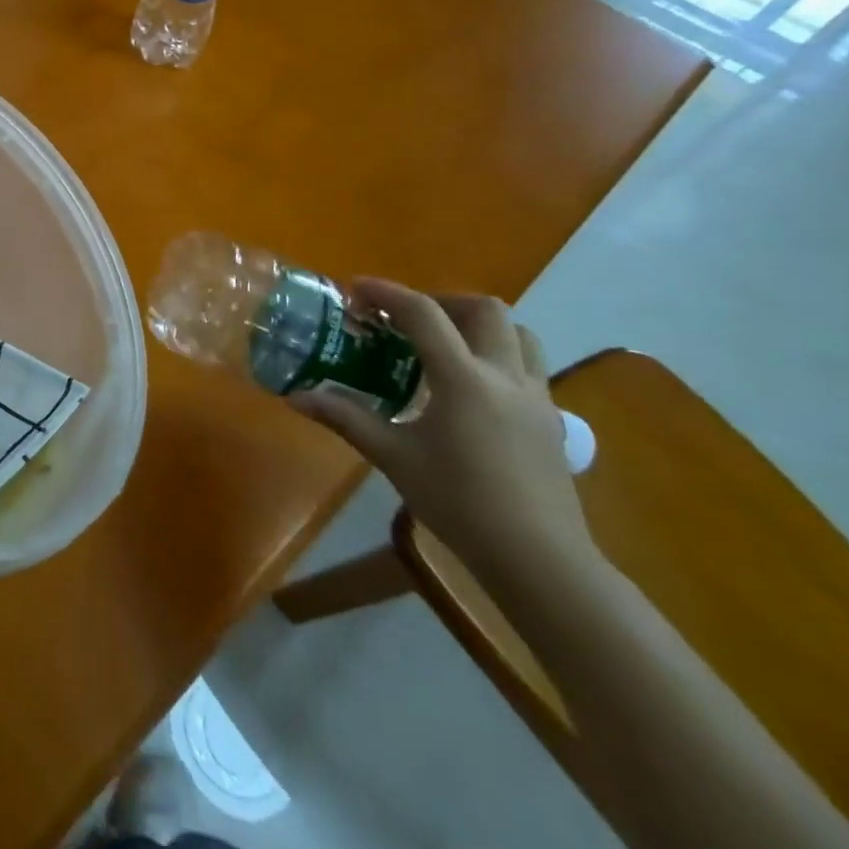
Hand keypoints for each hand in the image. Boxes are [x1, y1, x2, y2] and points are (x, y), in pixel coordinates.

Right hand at [289, 279, 593, 583]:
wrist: (539, 560)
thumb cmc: (459, 502)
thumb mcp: (393, 456)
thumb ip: (345, 418)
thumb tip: (295, 396)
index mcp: (463, 378)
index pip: (423, 314)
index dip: (387, 293)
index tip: (356, 288)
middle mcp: (505, 376)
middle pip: (484, 309)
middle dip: (441, 301)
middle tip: (406, 318)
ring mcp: (537, 397)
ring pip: (518, 334)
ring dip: (478, 325)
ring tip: (443, 344)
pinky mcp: (552, 420)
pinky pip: (528, 366)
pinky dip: (497, 356)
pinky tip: (471, 388)